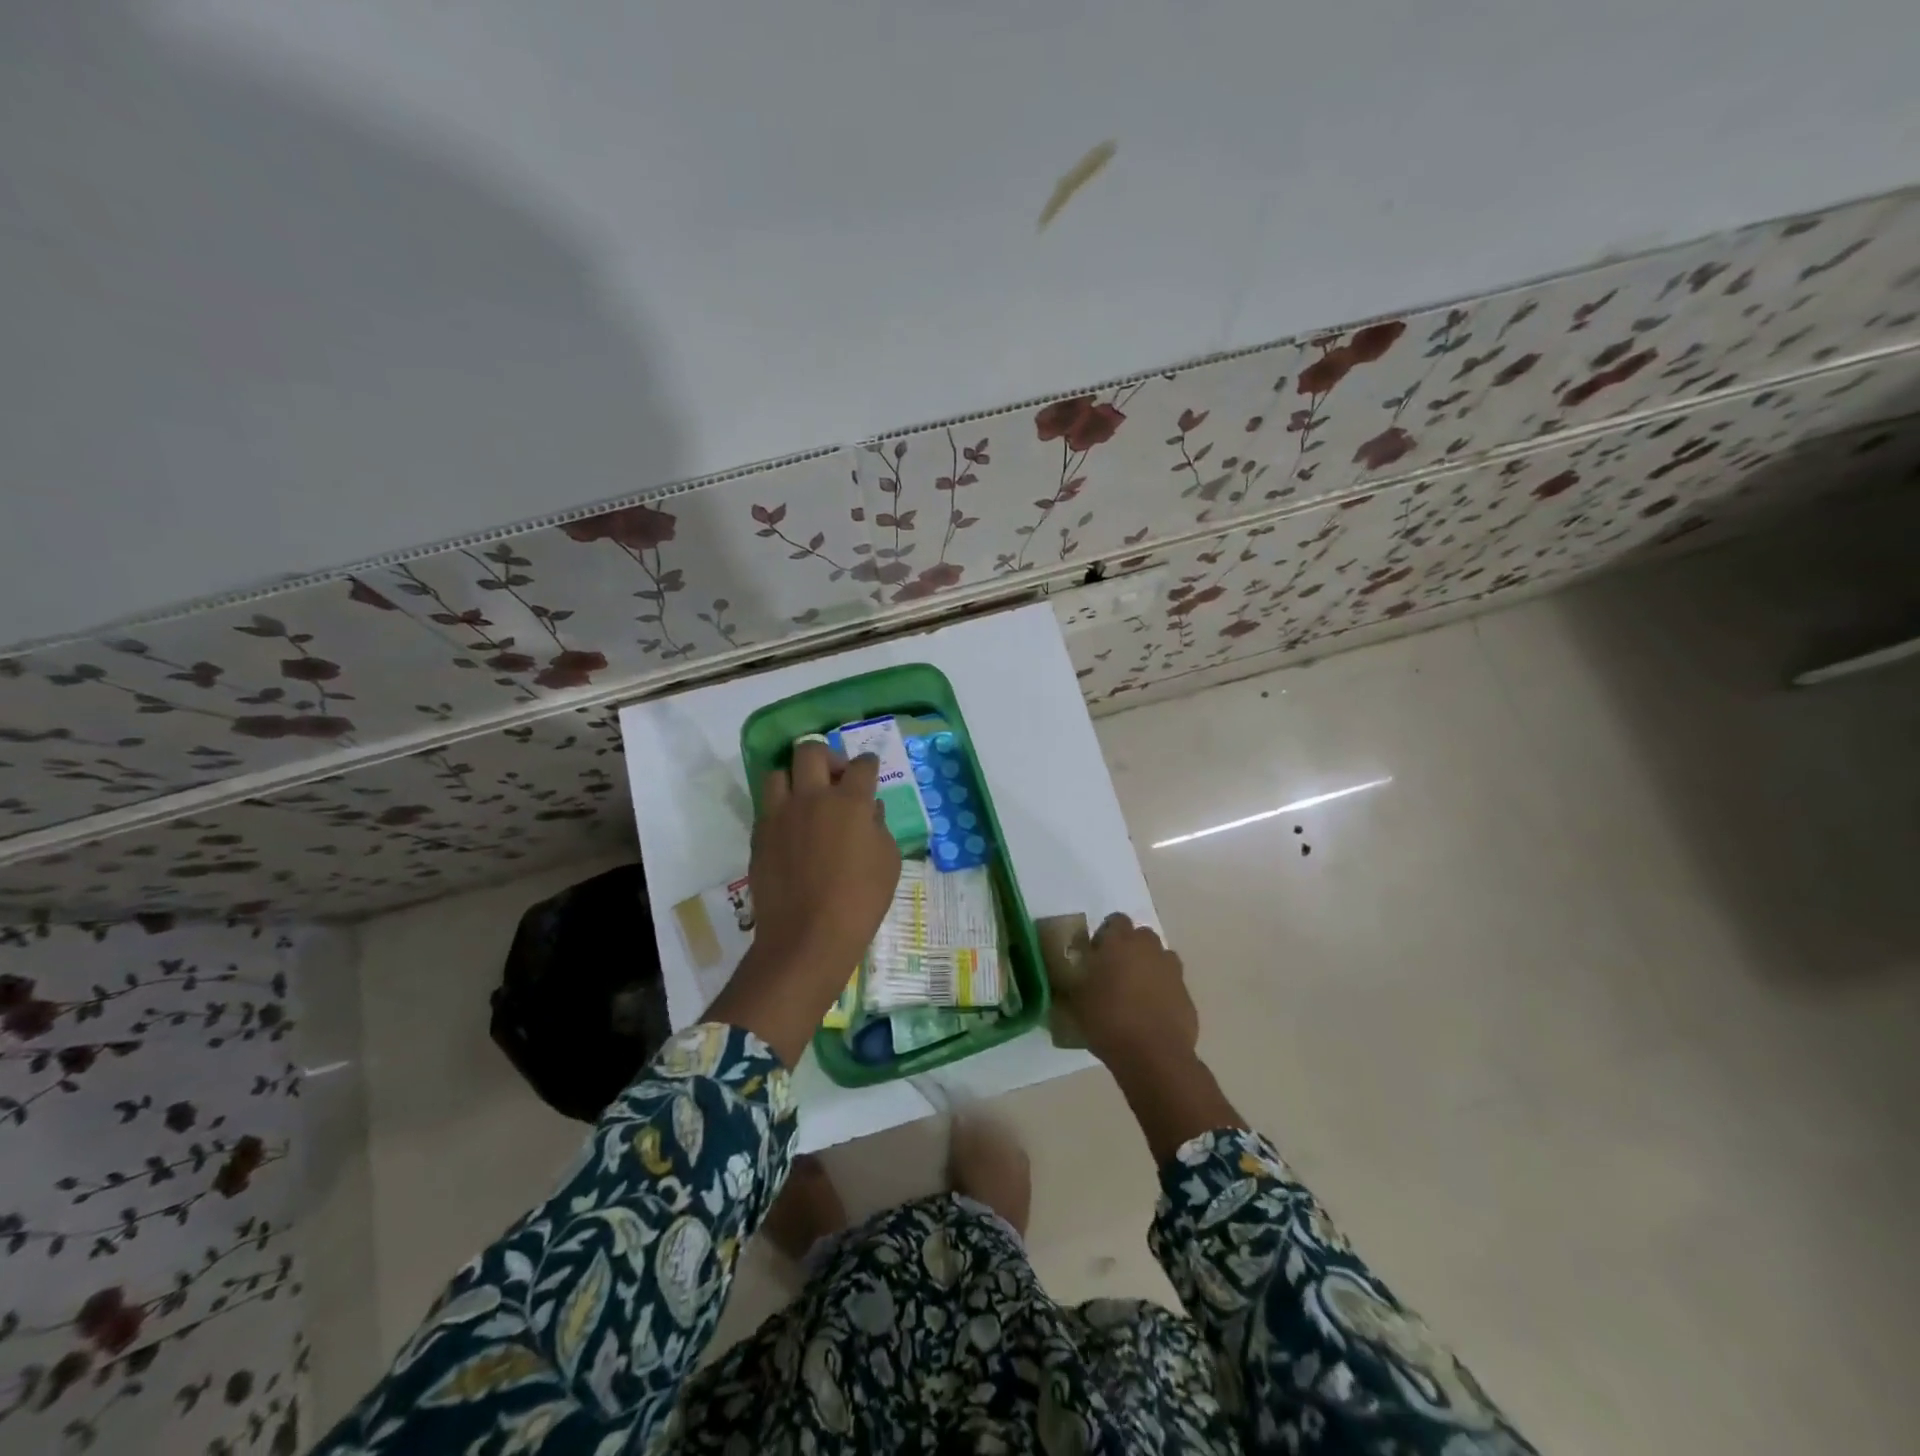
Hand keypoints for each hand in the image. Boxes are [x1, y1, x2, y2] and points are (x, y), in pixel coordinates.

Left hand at [707, 742, 900, 1064]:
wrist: (806, 937)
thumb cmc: (859, 901)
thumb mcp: (888, 863)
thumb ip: (879, 827)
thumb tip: (869, 810)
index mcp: (849, 802)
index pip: (861, 765)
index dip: (868, 764)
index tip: (869, 770)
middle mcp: (811, 798)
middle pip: (811, 751)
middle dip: (827, 756)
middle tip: (836, 777)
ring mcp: (780, 815)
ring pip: (779, 773)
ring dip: (795, 779)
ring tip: (806, 799)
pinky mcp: (760, 835)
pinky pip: (767, 806)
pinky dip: (782, 808)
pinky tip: (793, 829)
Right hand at [1065, 914, 1241, 1162]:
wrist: (1153, 1056)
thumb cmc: (1108, 1021)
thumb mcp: (1076, 999)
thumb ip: (1077, 978)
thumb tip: (1075, 973)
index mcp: (1120, 942)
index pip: (1116, 920)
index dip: (1106, 935)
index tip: (1096, 956)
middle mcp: (1149, 948)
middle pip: (1141, 937)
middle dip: (1130, 950)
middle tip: (1114, 974)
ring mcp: (1172, 971)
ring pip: (1159, 959)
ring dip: (1148, 969)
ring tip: (1134, 994)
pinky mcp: (1187, 995)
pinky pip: (1171, 985)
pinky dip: (1163, 993)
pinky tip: (1150, 1015)